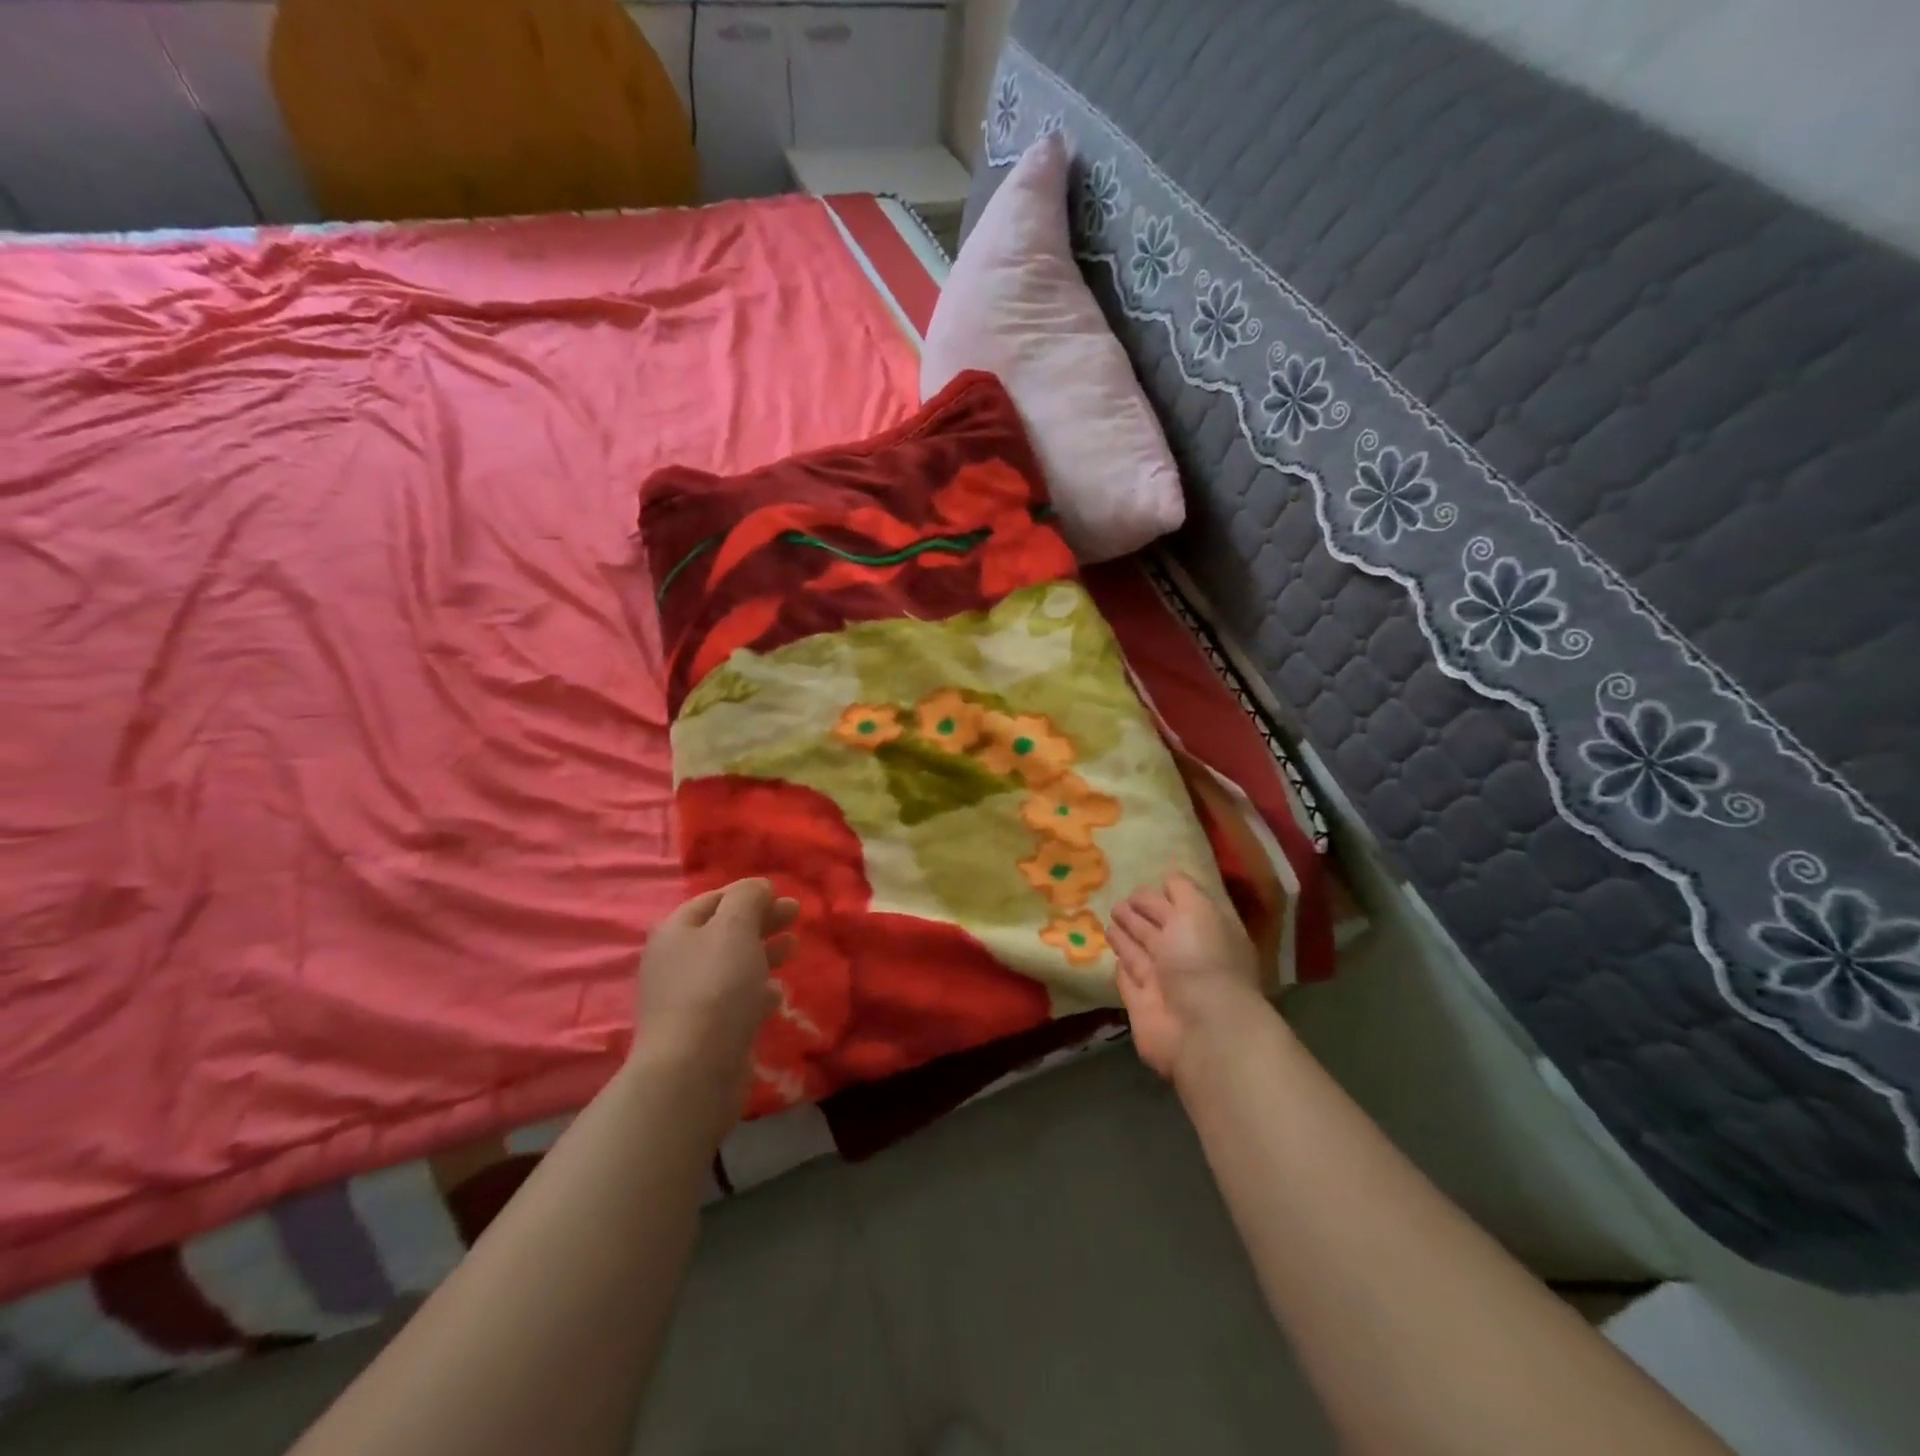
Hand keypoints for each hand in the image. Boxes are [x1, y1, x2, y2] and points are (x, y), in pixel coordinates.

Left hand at [633, 880, 797, 1108]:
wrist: (693, 1070)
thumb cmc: (715, 986)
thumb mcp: (734, 927)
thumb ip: (748, 898)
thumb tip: (758, 887)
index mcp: (676, 931)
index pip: (713, 899)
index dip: (747, 893)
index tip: (781, 893)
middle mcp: (677, 961)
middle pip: (724, 931)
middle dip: (761, 920)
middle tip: (796, 915)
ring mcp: (689, 999)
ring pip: (732, 965)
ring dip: (763, 953)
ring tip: (793, 948)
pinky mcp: (705, 1031)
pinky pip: (735, 1000)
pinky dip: (757, 991)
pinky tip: (777, 993)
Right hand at [1110, 873, 1266, 1082]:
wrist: (1200, 1028)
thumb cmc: (1202, 960)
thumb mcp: (1198, 910)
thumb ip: (1182, 891)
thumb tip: (1166, 881)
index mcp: (1208, 932)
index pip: (1183, 907)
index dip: (1164, 895)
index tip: (1143, 883)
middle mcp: (1188, 957)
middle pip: (1159, 929)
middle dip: (1140, 913)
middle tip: (1120, 901)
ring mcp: (1164, 983)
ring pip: (1141, 952)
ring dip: (1127, 936)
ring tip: (1111, 918)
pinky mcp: (1142, 1005)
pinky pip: (1128, 979)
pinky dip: (1121, 966)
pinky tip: (1112, 954)